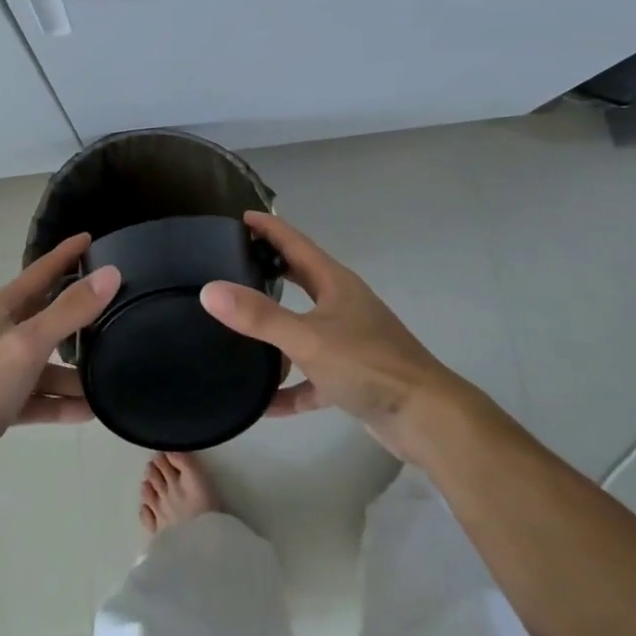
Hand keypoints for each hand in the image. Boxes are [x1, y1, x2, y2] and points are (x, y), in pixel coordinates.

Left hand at [0, 233, 117, 495]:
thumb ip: (70, 310)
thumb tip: (110, 273)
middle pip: (44, 316)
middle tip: (113, 309)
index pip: (40, 272)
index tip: (90, 238)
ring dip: (72, 372)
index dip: (65, 255)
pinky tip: (87, 412)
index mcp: (0, 310)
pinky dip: (58, 403)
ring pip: (43, 364)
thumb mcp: (29, 342)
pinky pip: (36, 398)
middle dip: (76, 314)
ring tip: (107, 378)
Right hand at [200, 212, 477, 463]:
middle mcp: (342, 305)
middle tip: (231, 265)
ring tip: (237, 332)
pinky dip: (289, 387)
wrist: (426, 418)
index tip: (240, 217)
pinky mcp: (352, 378)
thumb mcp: (307, 338)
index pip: (295, 243)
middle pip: (299, 280)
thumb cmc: (368, 365)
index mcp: (334, 283)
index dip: (268, 228)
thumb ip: (259, 316)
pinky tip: (263, 404)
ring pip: (303, 329)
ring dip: (275, 333)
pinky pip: (311, 378)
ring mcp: (349, 342)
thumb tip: (210, 290)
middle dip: (269, 271)